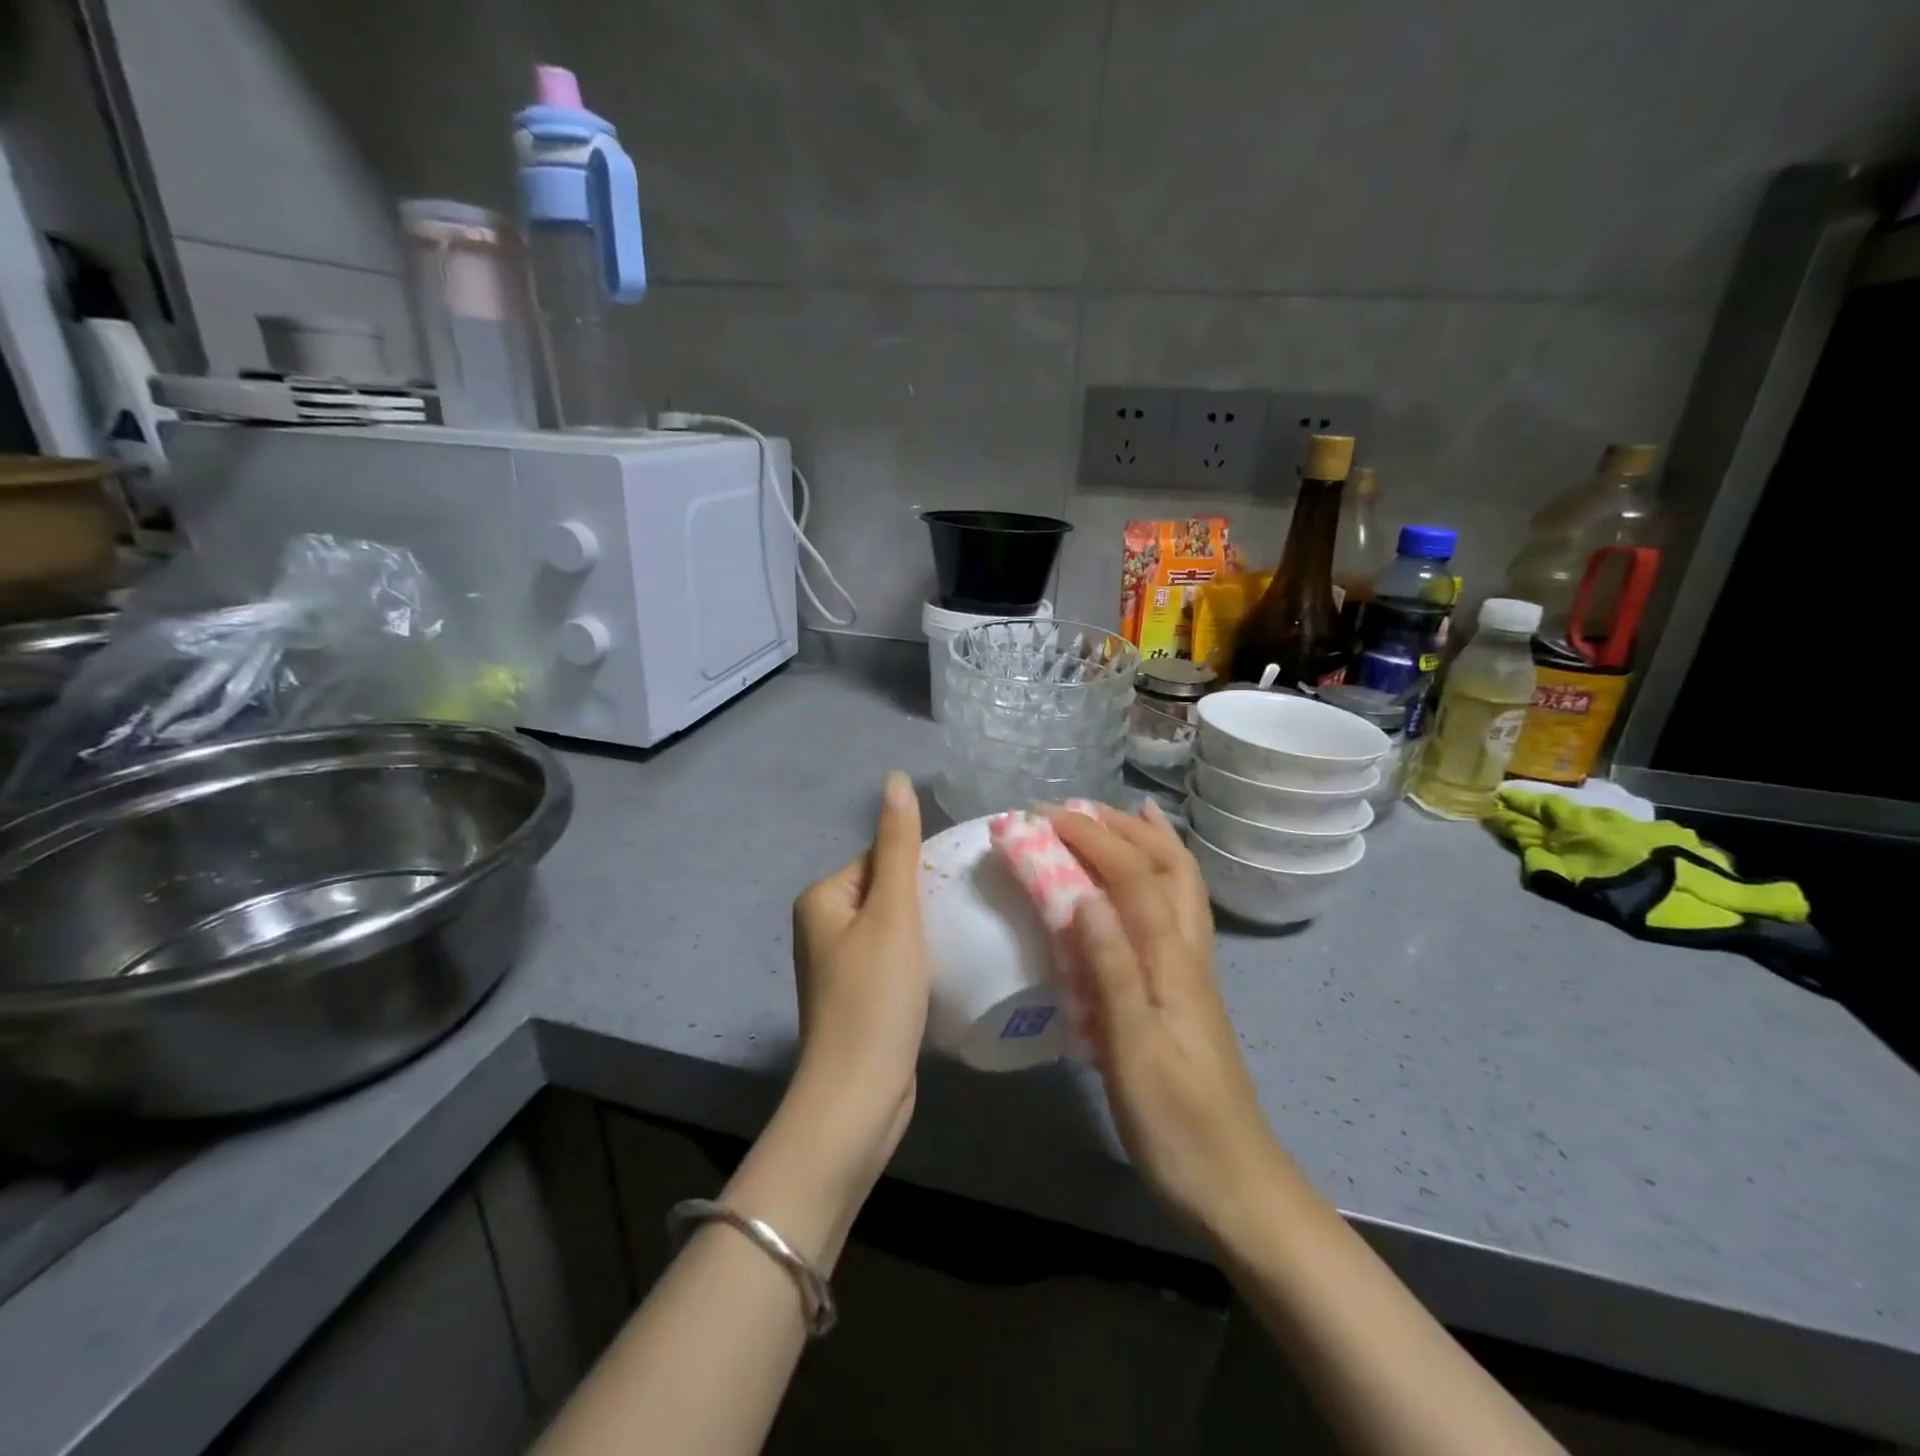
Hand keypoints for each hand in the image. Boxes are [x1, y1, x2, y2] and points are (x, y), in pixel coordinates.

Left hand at [788, 771, 929, 1180]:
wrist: (858, 1096)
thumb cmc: (875, 996)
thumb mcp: (893, 912)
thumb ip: (898, 845)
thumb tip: (893, 778)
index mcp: (822, 899)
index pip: (880, 858)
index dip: (920, 869)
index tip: (957, 888)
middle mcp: (822, 927)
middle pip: (887, 892)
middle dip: (925, 899)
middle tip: (965, 913)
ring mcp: (839, 966)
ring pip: (894, 928)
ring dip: (926, 931)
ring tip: (962, 939)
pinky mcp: (858, 998)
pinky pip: (894, 960)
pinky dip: (919, 961)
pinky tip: (945, 971)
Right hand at [1049, 803, 1279, 1231]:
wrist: (1234, 1183)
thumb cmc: (1175, 1121)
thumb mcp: (1133, 1050)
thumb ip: (1112, 970)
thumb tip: (1085, 895)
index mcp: (1172, 961)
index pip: (1133, 877)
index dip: (1092, 838)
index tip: (1046, 816)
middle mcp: (1188, 953)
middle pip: (1169, 868)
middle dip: (1124, 827)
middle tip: (1079, 806)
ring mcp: (1193, 971)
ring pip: (1182, 886)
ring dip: (1152, 842)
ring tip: (1126, 813)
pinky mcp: (1187, 991)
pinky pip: (1177, 913)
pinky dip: (1161, 878)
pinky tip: (1144, 886)